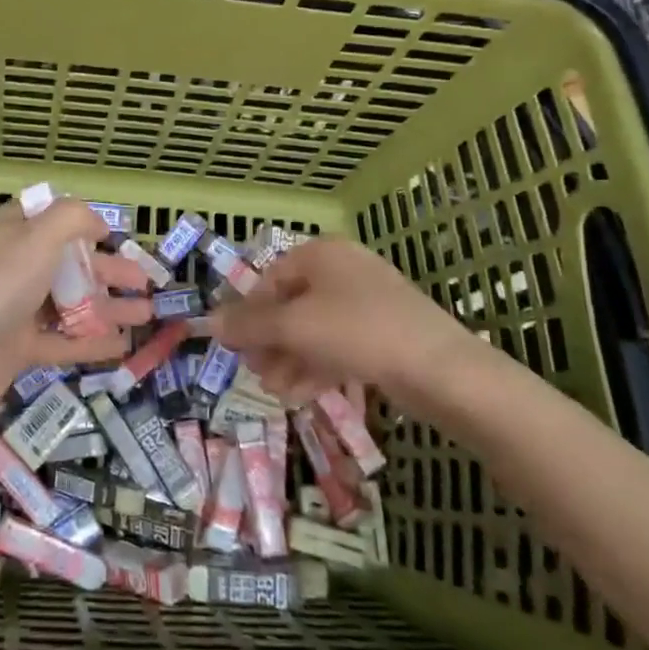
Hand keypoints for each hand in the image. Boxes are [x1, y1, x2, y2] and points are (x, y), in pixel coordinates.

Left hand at [0, 197, 152, 427]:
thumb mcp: (35, 238)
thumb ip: (71, 219)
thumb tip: (96, 222)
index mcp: (9, 234)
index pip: (47, 220)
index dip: (81, 224)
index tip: (114, 235)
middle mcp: (11, 269)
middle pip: (66, 264)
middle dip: (107, 271)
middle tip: (145, 282)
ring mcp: (12, 312)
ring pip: (68, 304)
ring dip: (107, 307)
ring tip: (148, 314)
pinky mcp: (14, 352)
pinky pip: (60, 342)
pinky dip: (91, 343)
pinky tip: (124, 346)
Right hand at [209, 237, 488, 407]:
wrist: (441, 369)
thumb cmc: (358, 332)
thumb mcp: (293, 327)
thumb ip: (248, 325)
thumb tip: (207, 321)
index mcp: (321, 254)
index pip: (269, 278)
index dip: (248, 313)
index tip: (234, 346)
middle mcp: (343, 270)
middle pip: (290, 304)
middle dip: (269, 342)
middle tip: (255, 372)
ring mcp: (367, 301)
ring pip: (314, 328)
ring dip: (289, 359)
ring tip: (276, 391)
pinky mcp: (384, 332)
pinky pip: (338, 344)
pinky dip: (316, 366)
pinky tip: (301, 395)